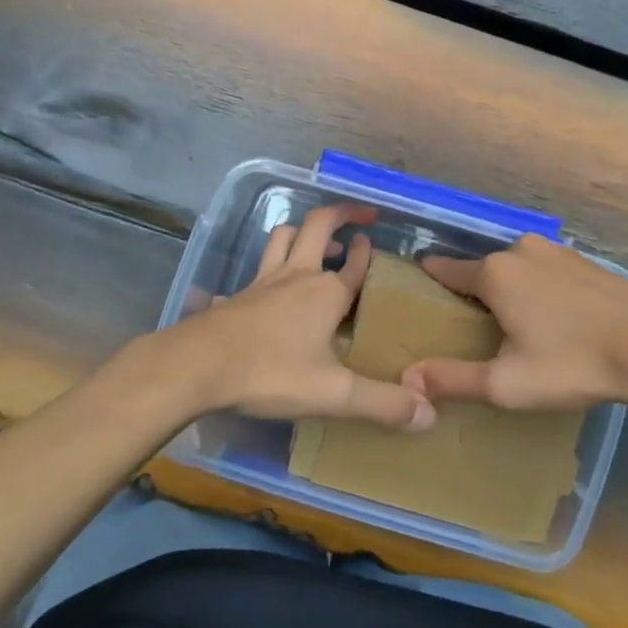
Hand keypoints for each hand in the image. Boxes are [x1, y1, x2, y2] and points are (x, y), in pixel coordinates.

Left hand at [171, 203, 436, 430]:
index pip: (355, 263)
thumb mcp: (332, 394)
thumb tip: (430, 414)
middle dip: (341, 213)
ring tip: (317, 241)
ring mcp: (264, 281)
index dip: (367, 251)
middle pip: (319, 226)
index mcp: (326, 293)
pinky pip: (258, 266)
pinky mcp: (238, 294)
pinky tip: (269, 283)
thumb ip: (381, 403)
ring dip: (303, 231)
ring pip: (284, 236)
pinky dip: (271, 262)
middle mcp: (297, 276)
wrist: (197, 365)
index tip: (373, 240)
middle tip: (359, 214)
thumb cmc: (270, 373)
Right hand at [403, 234, 627, 410]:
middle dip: (475, 293)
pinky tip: (554, 317)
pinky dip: (540, 289)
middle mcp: (521, 251)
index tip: (418, 286)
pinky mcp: (585, 261)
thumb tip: (408, 378)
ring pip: (518, 269)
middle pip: (484, 271)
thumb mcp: (507, 383)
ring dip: (511, 291)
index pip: (447, 270)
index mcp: (495, 274)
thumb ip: (454, 379)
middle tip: (473, 327)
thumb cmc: (572, 363)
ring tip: (515, 325)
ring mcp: (557, 252)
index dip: (431, 279)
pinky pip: (546, 271)